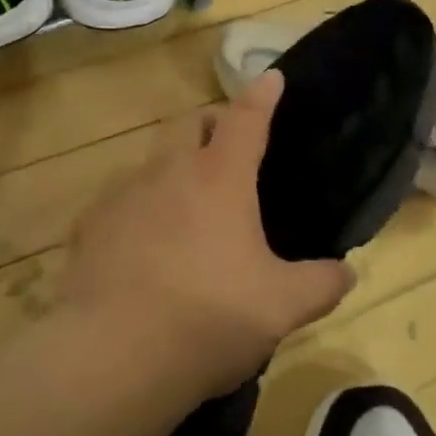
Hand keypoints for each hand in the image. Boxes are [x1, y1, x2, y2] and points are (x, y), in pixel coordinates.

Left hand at [62, 70, 355, 399]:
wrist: (112, 358)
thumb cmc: (209, 316)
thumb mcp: (282, 307)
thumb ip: (321, 284)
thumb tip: (346, 273)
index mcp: (220, 177)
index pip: (246, 118)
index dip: (262, 95)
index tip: (272, 77)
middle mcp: (168, 172)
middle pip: (190, 124)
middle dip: (212, 124)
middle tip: (229, 150)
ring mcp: (122, 196)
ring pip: (151, 162)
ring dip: (173, 170)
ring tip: (187, 210)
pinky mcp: (88, 228)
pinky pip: (119, 202)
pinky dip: (138, 210)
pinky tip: (144, 248)